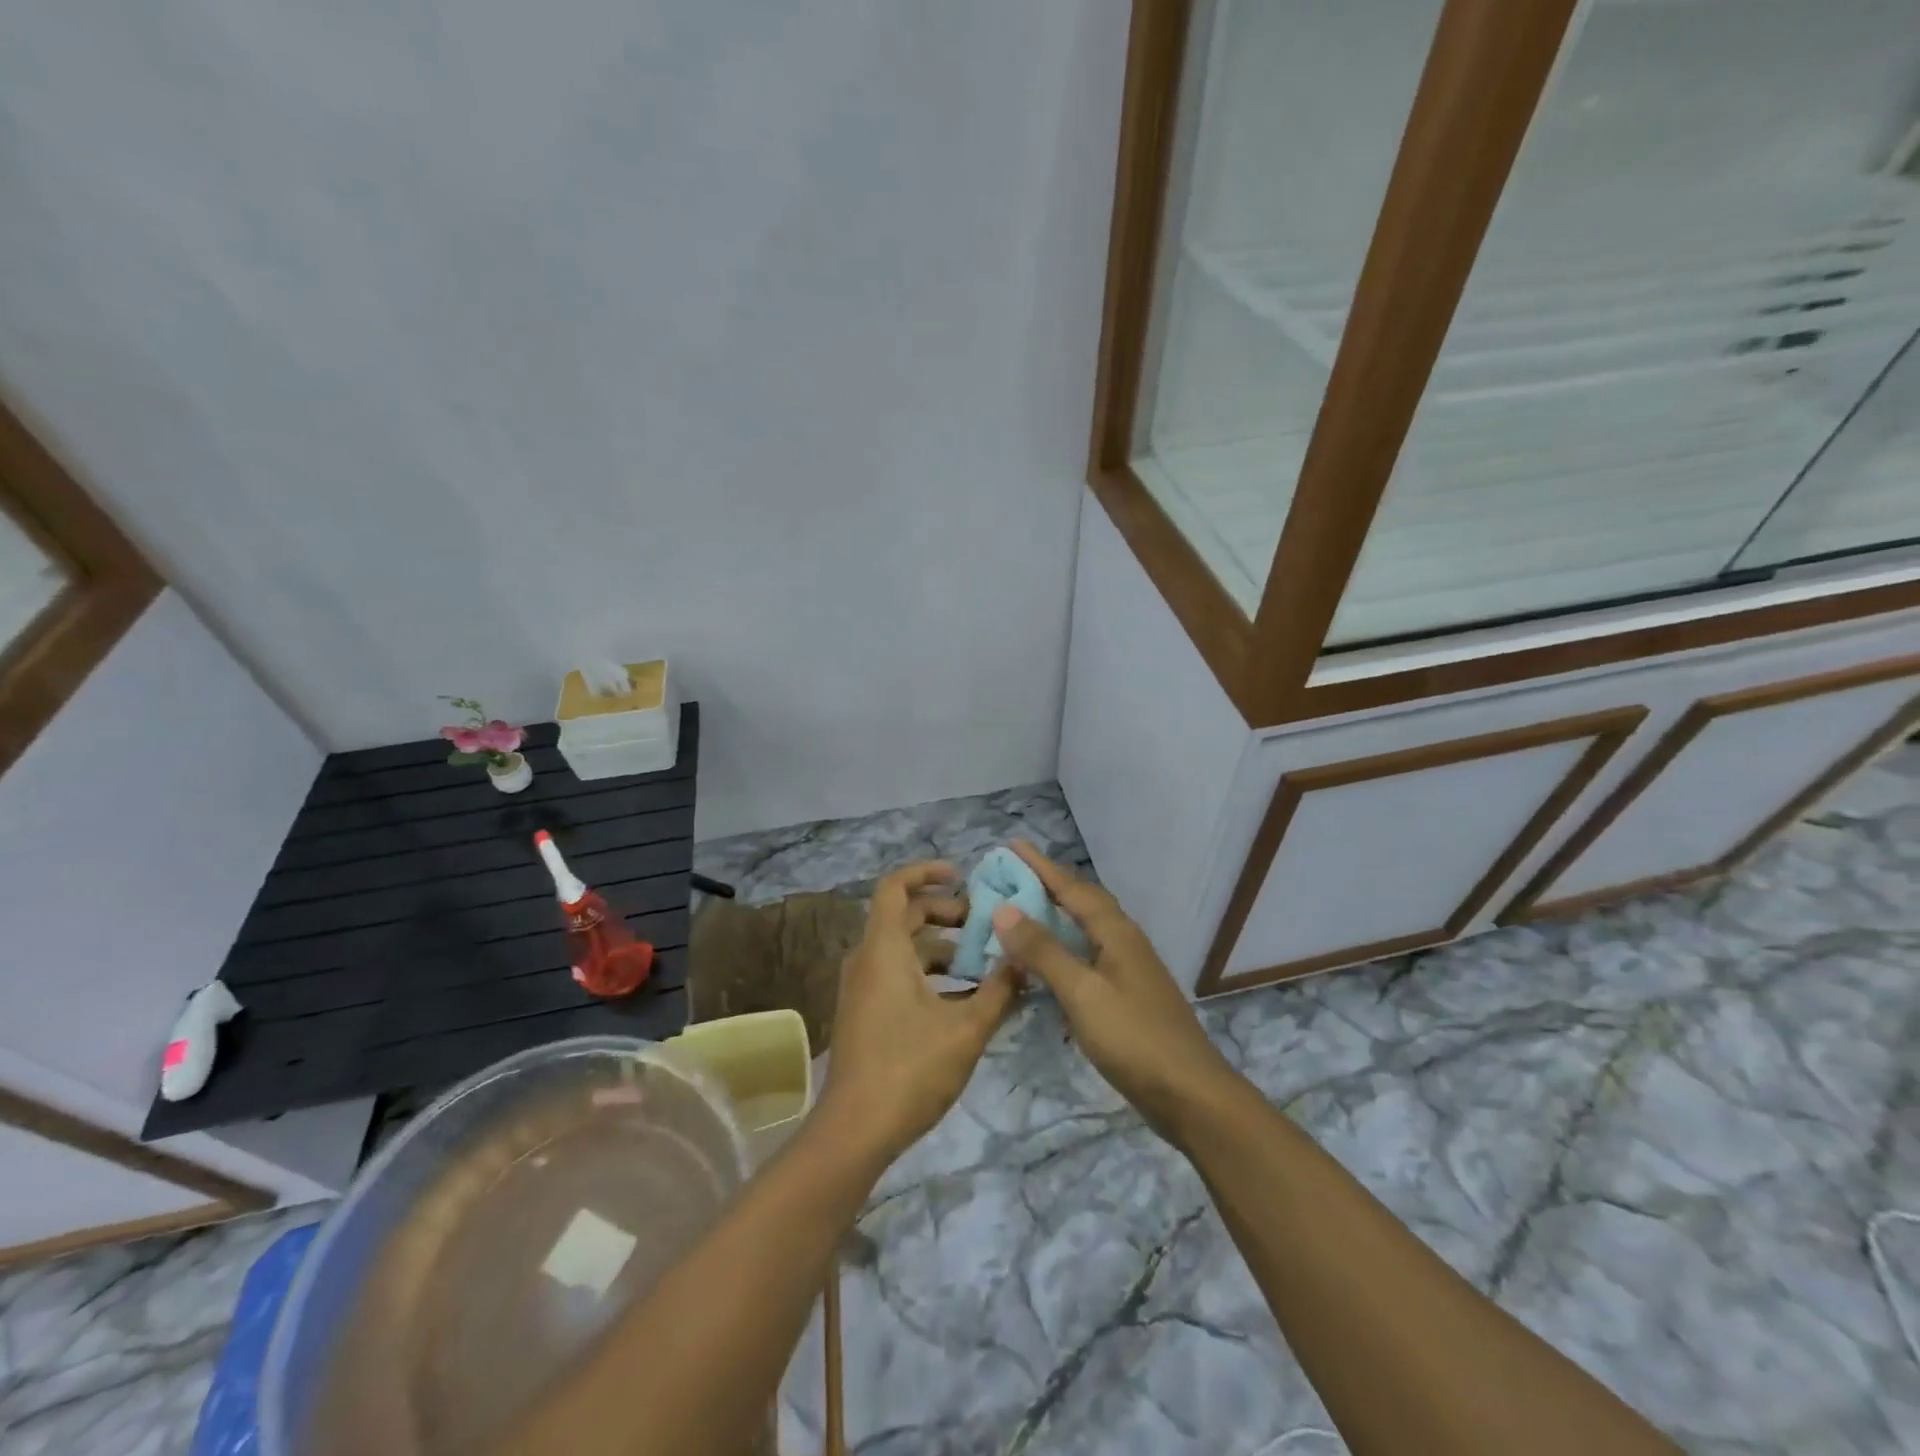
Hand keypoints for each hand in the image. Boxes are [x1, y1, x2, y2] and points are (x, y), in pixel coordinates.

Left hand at [821, 862, 1022, 1161]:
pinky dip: (927, 973)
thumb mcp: (966, 1028)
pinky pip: (896, 973)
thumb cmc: (910, 1068)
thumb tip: (1023, 961)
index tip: (960, 875)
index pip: (895, 886)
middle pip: (903, 915)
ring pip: (902, 948)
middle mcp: (867, 959)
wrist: (856, 1130)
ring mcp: (862, 987)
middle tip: (982, 924)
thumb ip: (998, 990)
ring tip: (982, 962)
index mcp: (884, 949)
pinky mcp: (864, 1012)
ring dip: (940, 946)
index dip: (926, 872)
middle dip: (944, 912)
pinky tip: (962, 998)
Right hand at [990, 843, 1235, 1139]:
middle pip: (1082, 900)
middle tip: (1010, 875)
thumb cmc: (1134, 1039)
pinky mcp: (1128, 994)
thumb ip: (1044, 950)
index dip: (1039, 865)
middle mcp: (1124, 940)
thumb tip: (1004, 908)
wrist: (1192, 1095)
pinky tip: (1050, 961)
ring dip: (1055, 913)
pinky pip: (1088, 953)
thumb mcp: (1082, 993)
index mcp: (1115, 932)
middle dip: (1047, 884)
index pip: (1070, 887)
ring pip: (1086, 927)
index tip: (1011, 844)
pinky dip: (1064, 946)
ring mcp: (1129, 968)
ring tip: (1024, 909)